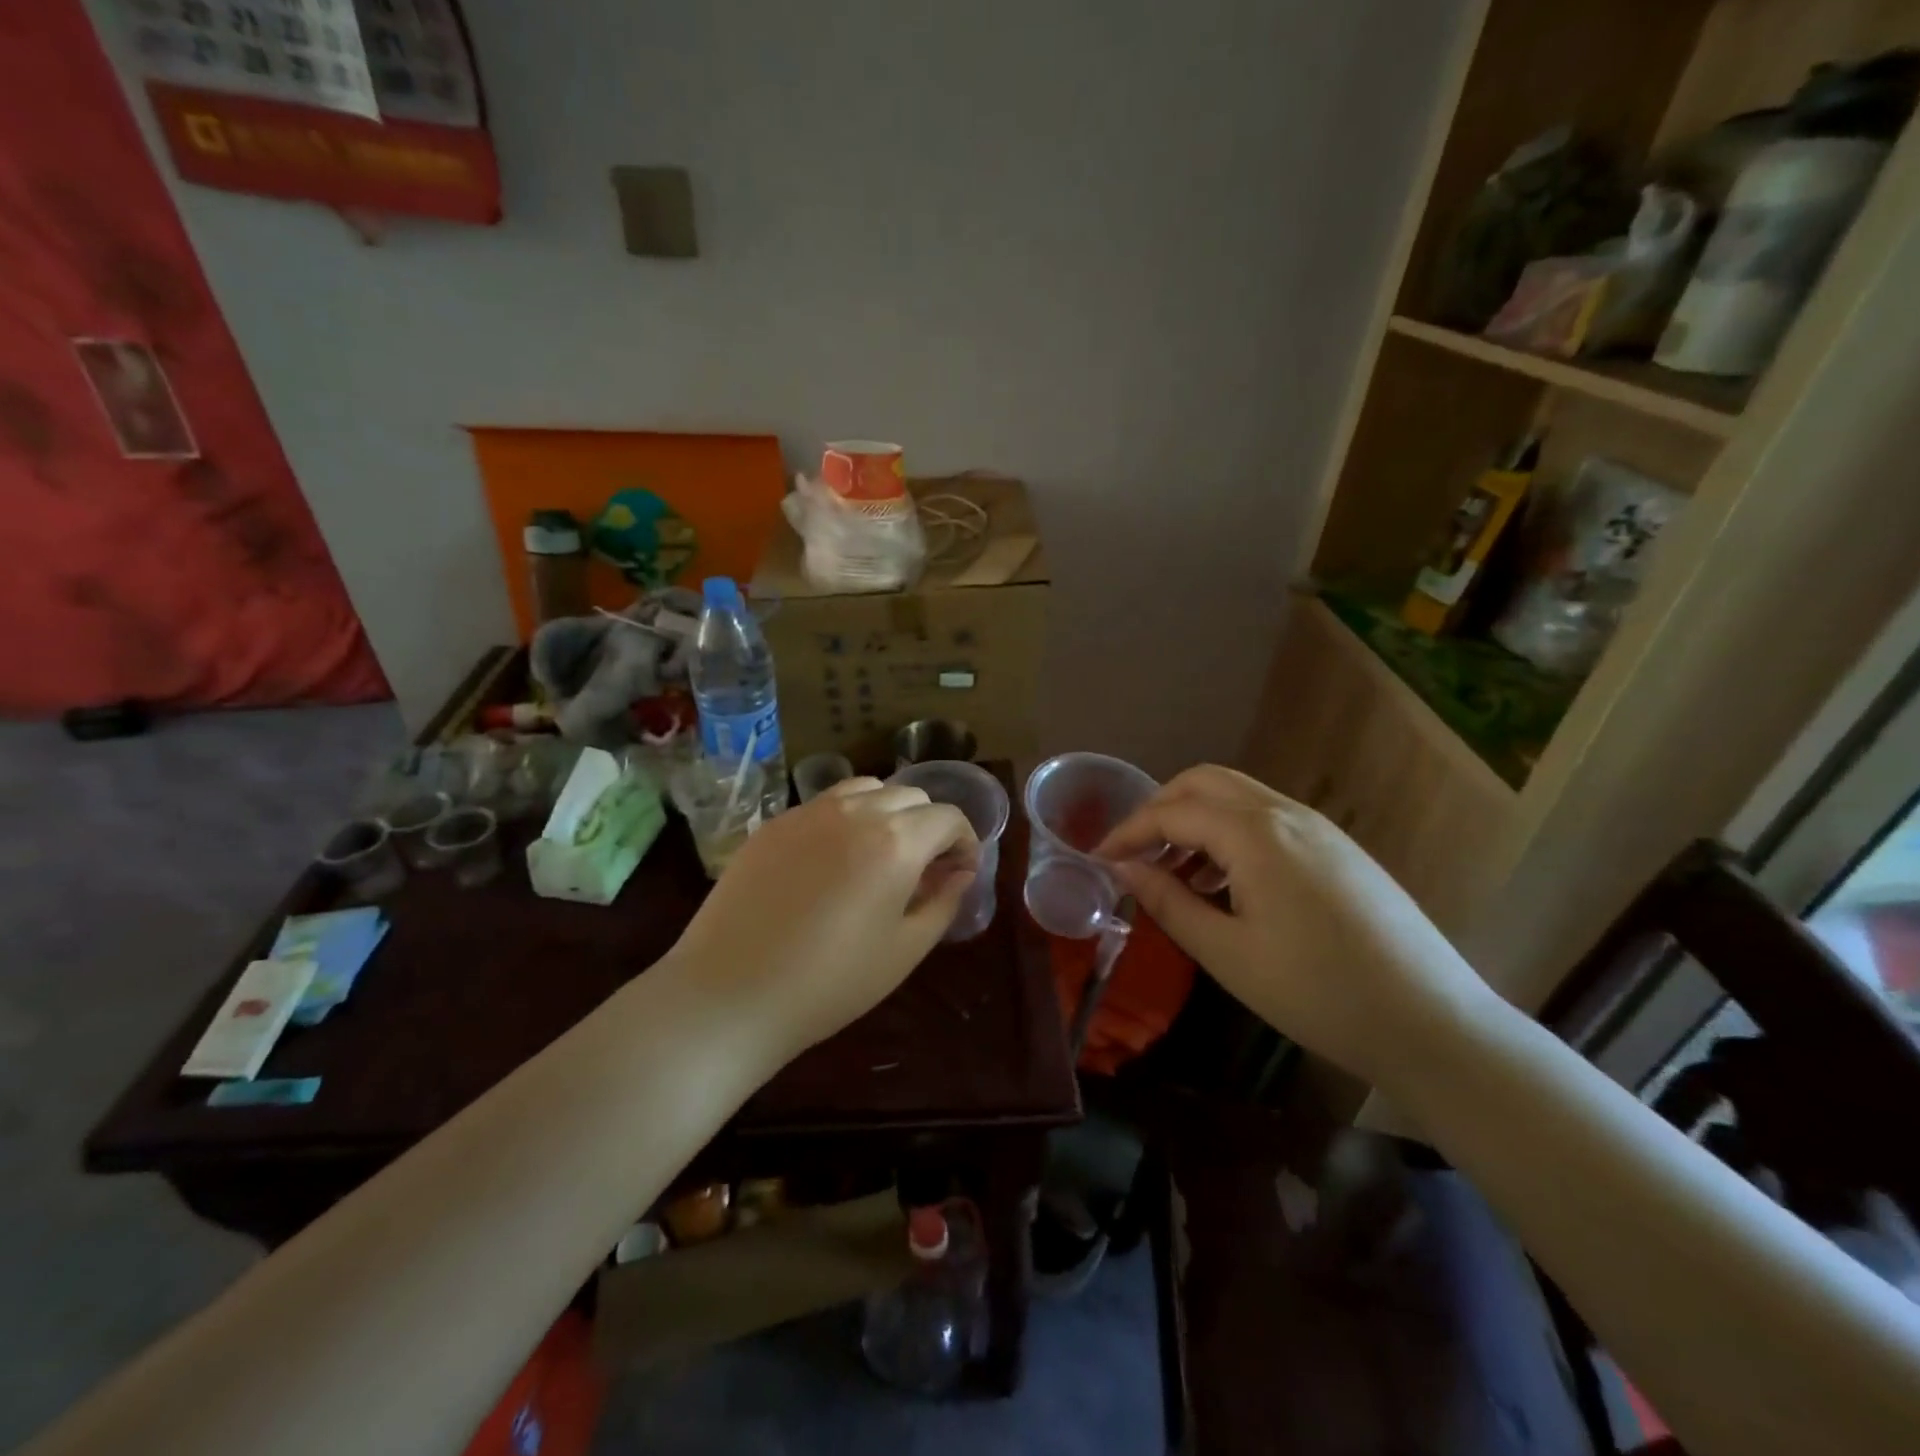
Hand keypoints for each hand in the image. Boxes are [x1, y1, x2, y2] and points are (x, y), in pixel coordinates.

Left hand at [662, 778, 978, 1067]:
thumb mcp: (904, 951)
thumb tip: (961, 872)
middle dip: (929, 824)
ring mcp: (809, 812)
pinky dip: (846, 818)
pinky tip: (832, 860)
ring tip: (879, 853)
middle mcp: (855, 811)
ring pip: (866, 788)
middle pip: (910, 795)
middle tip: (923, 868)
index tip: (960, 872)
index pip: (948, 816)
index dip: (964, 841)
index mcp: (896, 841)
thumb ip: (943, 902)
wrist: (730, 994)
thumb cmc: (830, 983)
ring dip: (887, 811)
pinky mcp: (774, 823)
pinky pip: (824, 804)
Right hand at [1097, 765, 1496, 1086]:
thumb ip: (1168, 902)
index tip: (1098, 859)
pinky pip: (1268, 820)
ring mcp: (1319, 827)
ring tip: (1174, 874)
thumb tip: (1124, 867)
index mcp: (1255, 834)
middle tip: (1134, 852)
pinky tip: (1225, 884)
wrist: (1432, 1023)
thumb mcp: (1227, 954)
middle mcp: (1286, 813)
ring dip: (1196, 820)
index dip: (1128, 831)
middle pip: (1205, 782)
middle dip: (1160, 808)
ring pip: (1238, 797)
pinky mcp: (1338, 848)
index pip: (1173, 812)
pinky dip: (1230, 834)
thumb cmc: (1317, 993)